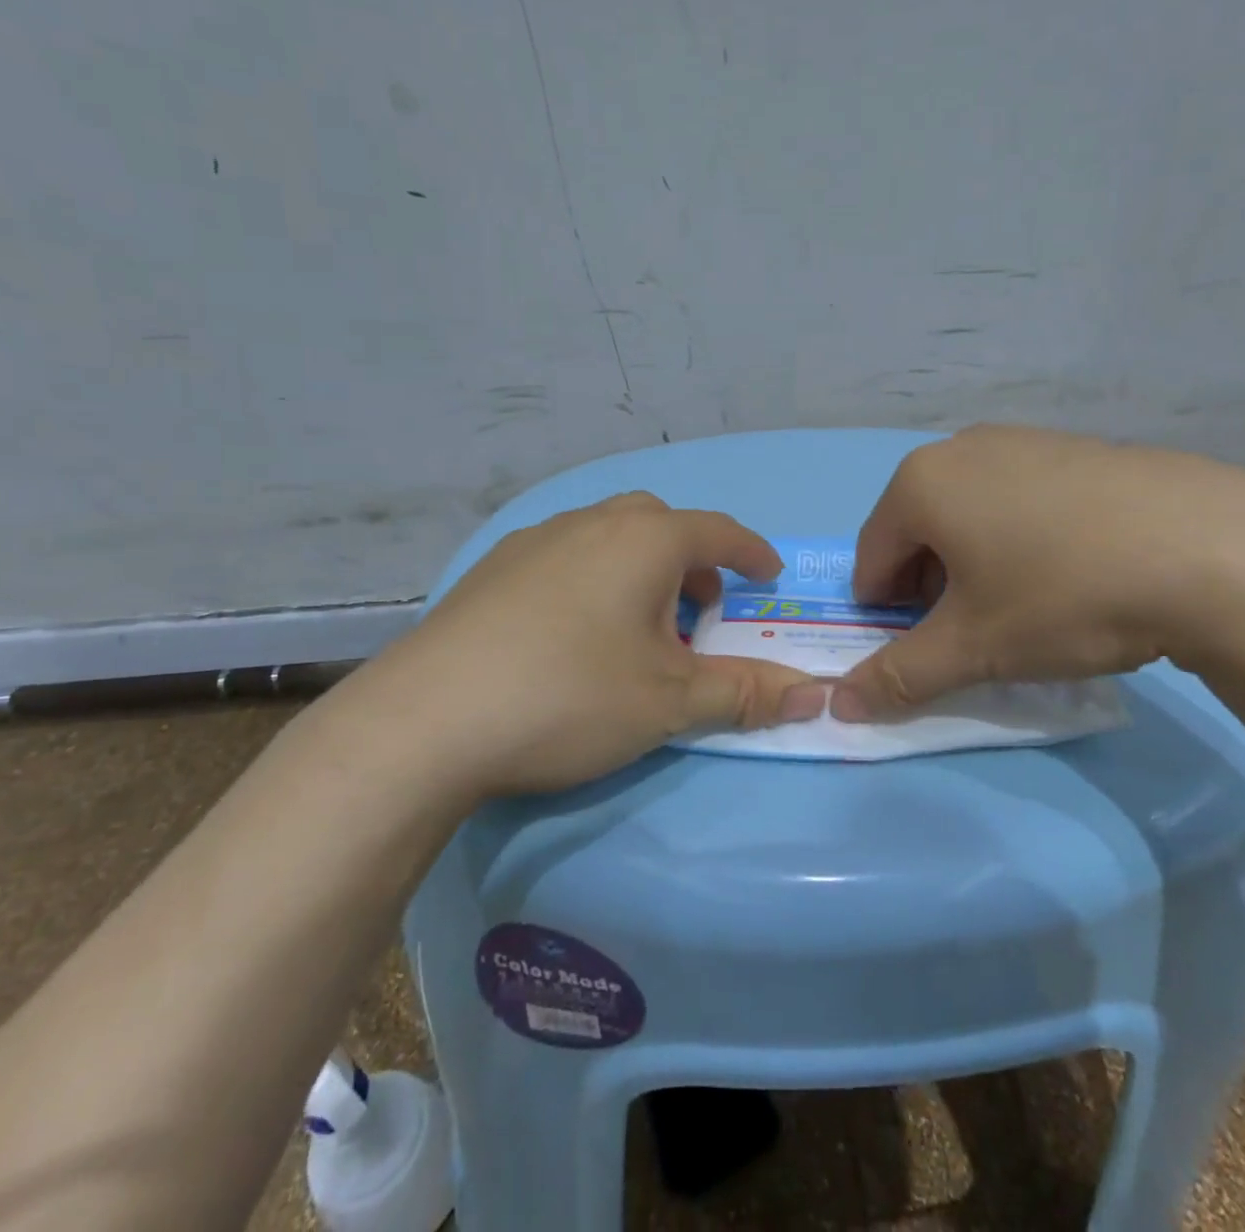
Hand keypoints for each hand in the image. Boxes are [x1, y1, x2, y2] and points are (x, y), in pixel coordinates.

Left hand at [358, 492, 826, 796]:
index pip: (717, 532)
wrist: (428, 720)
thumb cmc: (571, 696)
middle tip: (700, 610)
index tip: (768, 576)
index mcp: (643, 540)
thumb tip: (816, 695)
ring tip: (637, 626)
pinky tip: (572, 632)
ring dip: (639, 569)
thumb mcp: (671, 701)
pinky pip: (564, 556)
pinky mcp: (492, 569)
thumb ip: (746, 693)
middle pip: (660, 524)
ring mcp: (534, 541)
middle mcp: (590, 523)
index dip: (750, 553)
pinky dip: (592, 578)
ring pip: (607, 536)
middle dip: (692, 561)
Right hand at [831, 425, 1244, 720]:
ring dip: (976, 565)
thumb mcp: (974, 647)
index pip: (871, 559)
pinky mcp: (1075, 448)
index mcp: (919, 483)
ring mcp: (1023, 440)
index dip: (888, 615)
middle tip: (979, 633)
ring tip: (1028, 606)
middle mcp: (961, 447)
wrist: (1215, 550)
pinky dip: (1022, 539)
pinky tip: (1073, 572)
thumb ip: (899, 676)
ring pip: (970, 515)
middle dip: (932, 589)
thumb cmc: (1064, 596)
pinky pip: (1019, 499)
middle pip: (918, 533)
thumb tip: (836, 706)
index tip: (930, 650)